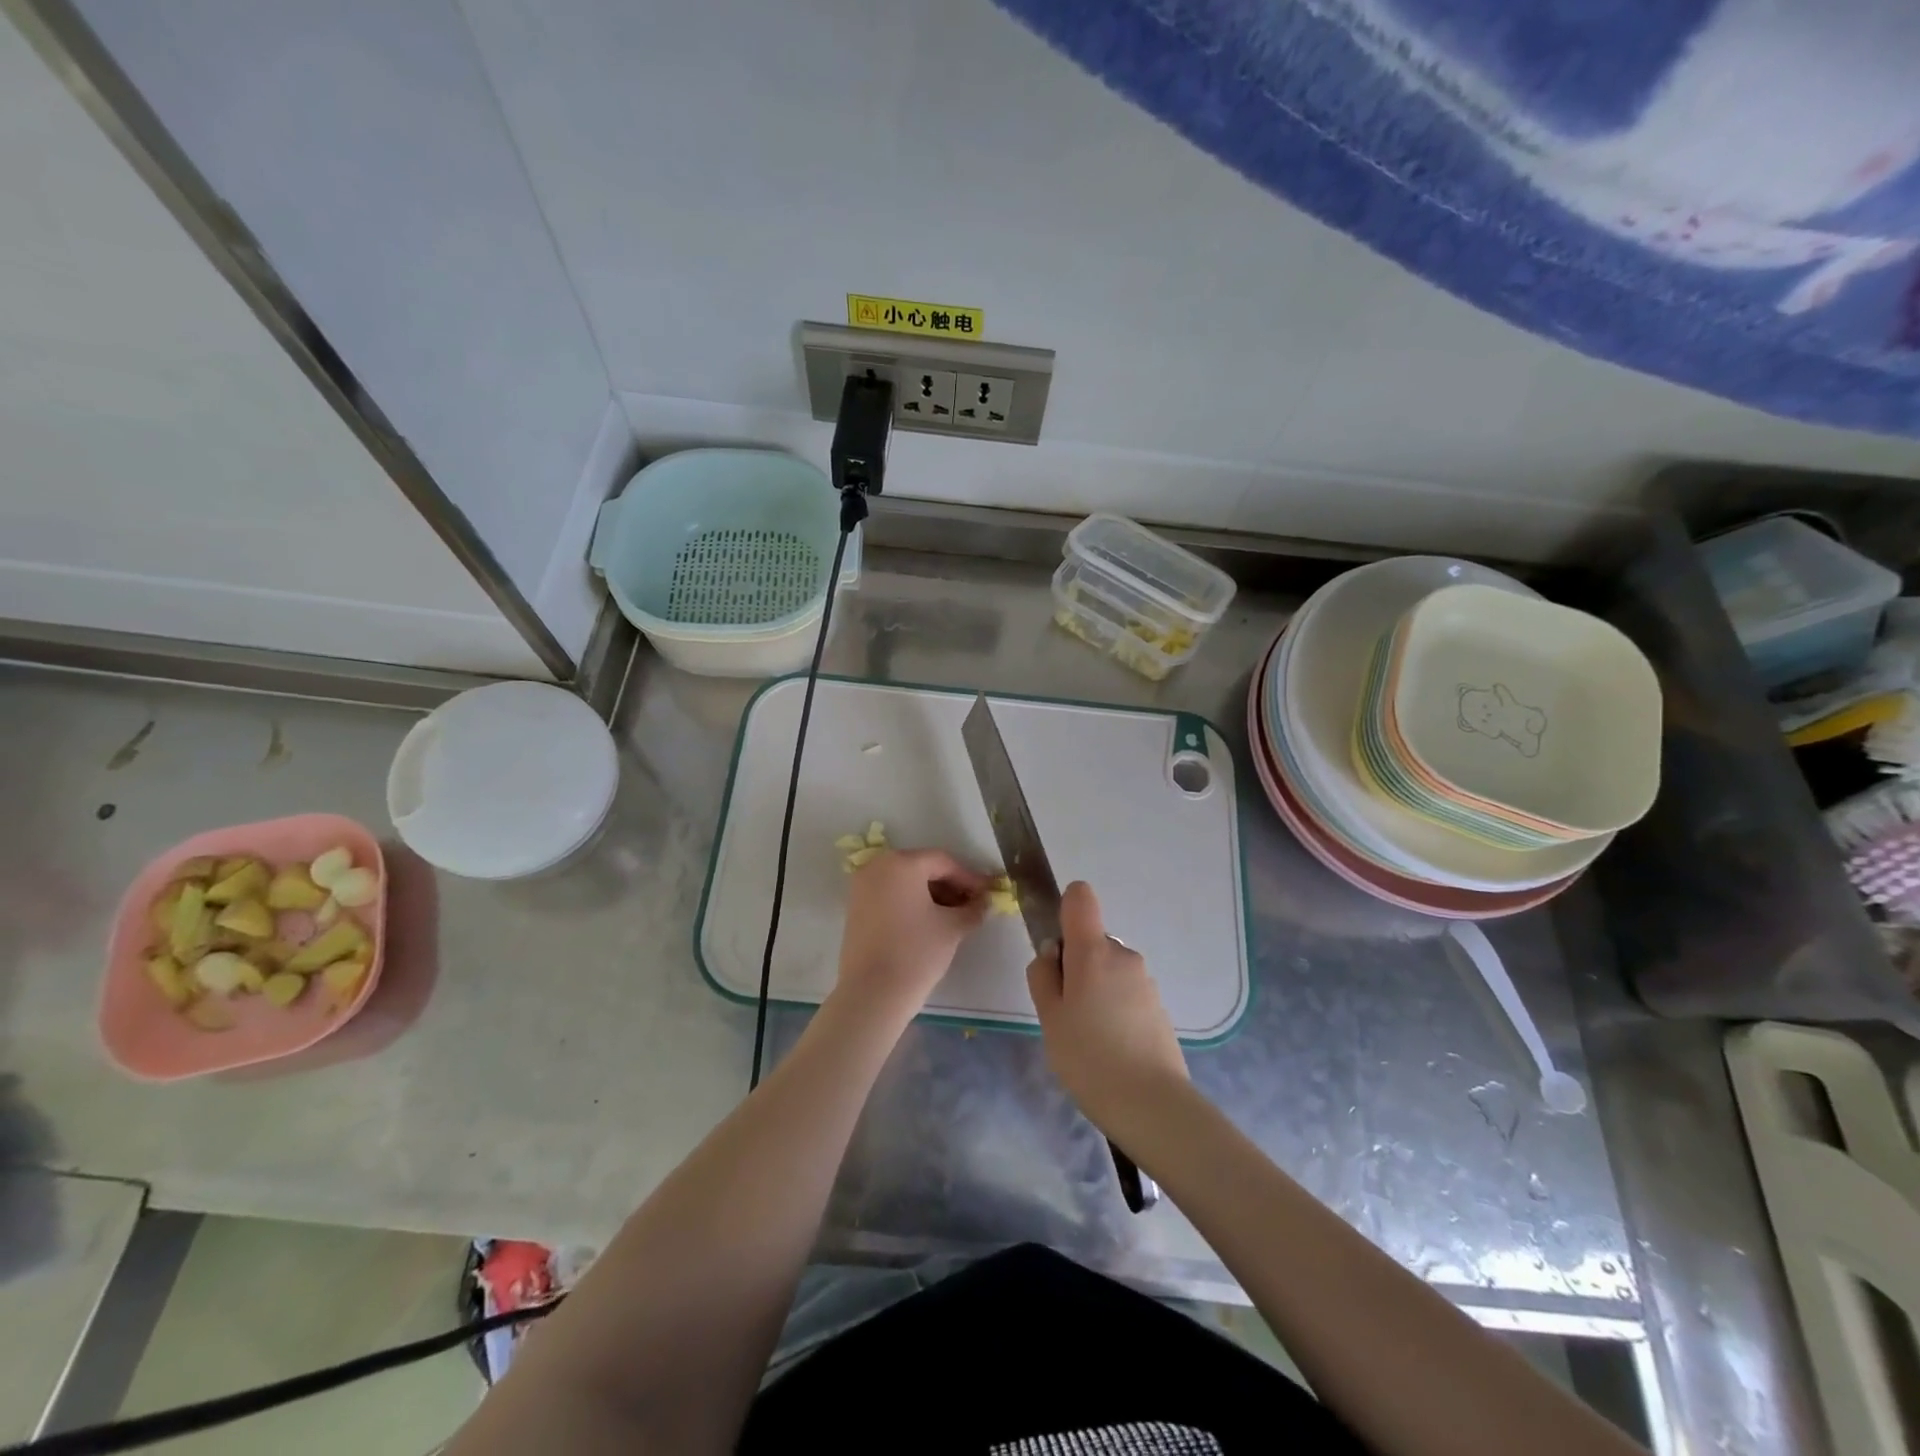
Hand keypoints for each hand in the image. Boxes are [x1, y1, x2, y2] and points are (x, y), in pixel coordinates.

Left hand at [836, 849, 989, 1022]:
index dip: (969, 878)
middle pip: (922, 868)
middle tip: (972, 905)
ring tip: (954, 917)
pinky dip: (911, 903)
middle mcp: (877, 867)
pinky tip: (929, 922)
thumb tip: (983, 902)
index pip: (943, 862)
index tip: (987, 894)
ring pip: (905, 882)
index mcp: (901, 863)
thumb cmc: (916, 952)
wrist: (871, 994)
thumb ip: (972, 909)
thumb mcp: (952, 928)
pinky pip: (890, 895)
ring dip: (931, 895)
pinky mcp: (855, 907)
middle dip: (950, 886)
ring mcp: (862, 887)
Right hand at [1027, 881, 1188, 1137]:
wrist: (1151, 1104)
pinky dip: (1113, 1008)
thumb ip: (1043, 975)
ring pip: (1108, 969)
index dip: (1064, 910)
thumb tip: (1053, 953)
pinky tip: (1109, 1047)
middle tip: (1065, 1013)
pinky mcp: (1158, 1006)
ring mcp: (1145, 980)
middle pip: (1091, 942)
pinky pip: (1125, 992)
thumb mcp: (1048, 1016)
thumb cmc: (1088, 1057)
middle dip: (1075, 966)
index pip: (1080, 897)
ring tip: (1087, 1037)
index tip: (1056, 950)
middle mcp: (1123, 954)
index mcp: (1093, 950)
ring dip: (1094, 990)